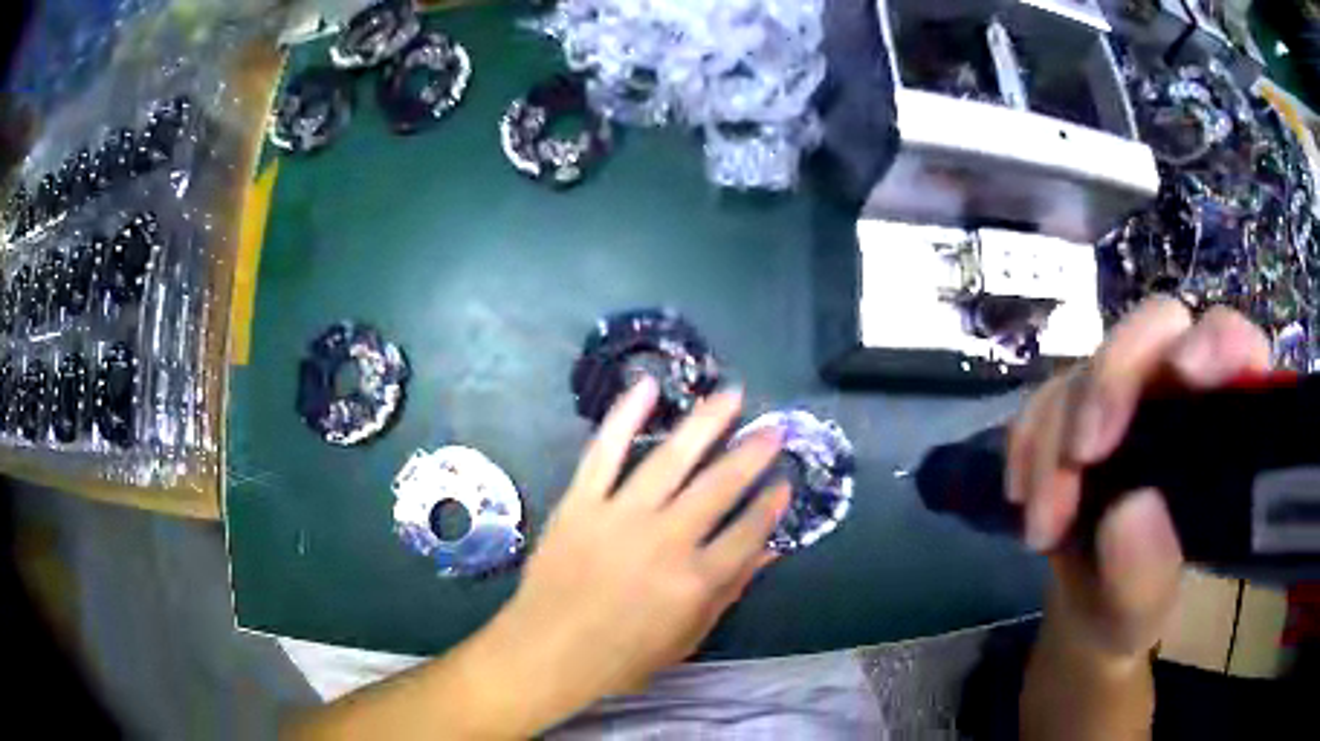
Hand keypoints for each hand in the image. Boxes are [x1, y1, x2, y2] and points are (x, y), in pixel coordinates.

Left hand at [478, 377, 789, 731]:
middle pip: (719, 486)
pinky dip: (625, 416)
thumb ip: (730, 591)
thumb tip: (770, 551)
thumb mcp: (688, 637)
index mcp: (696, 580)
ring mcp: (620, 515)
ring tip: (732, 395)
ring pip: (671, 458)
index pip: (748, 532)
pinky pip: (605, 452)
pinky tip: (647, 386)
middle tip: (773, 428)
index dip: (771, 505)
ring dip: (706, 423)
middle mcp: (665, 540)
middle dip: (752, 453)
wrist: (547, 651)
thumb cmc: (621, 656)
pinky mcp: (581, 502)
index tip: (786, 482)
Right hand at [1008, 298, 1270, 660]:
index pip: (1236, 349)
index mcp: (1222, 431)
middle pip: (1157, 329)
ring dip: (1057, 438)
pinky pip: (1046, 395)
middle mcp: (1180, 394)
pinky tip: (1023, 499)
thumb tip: (1129, 509)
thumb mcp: (1141, 614)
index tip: (1184, 372)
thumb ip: (1144, 573)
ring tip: (1043, 529)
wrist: (1084, 616)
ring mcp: (1128, 396)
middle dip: (1114, 381)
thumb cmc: (1132, 613)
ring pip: (1092, 366)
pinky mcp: (1080, 408)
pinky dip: (1029, 444)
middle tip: (1083, 454)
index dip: (1217, 341)